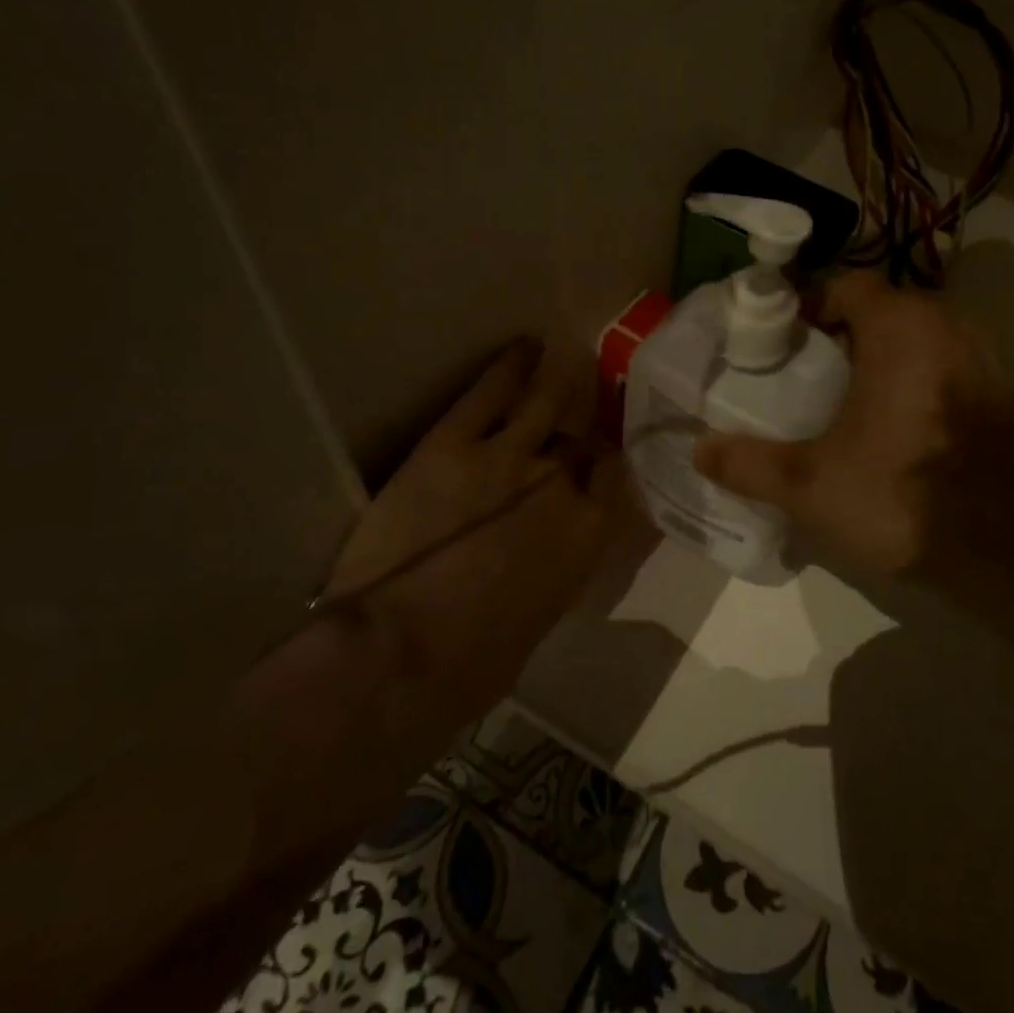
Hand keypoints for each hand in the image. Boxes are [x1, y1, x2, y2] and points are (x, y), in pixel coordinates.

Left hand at [327, 337, 630, 711]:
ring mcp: (507, 456)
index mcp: (588, 534)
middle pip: (584, 435)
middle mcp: (561, 484)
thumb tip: (555, 548)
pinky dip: (508, 366)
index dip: (611, 459)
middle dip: (590, 413)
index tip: (607, 449)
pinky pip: (488, 393)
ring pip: (545, 399)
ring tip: (566, 350)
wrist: (399, 656)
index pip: (615, 477)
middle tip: (593, 388)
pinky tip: (521, 348)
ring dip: (559, 373)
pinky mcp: (452, 444)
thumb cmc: (473, 663)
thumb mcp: (540, 617)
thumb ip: (559, 566)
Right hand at [692, 271, 1013, 574]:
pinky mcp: (1004, 396)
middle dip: (838, 336)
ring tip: (842, 401)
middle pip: (880, 311)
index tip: (776, 342)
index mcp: (904, 328)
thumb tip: (698, 449)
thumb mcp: (812, 486)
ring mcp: (985, 361)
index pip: (846, 285)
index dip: (806, 306)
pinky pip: (945, 367)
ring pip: (916, 340)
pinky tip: (894, 429)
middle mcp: (951, 327)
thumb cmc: (905, 501)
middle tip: (800, 374)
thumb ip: (748, 463)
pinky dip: (914, 381)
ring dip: (878, 359)